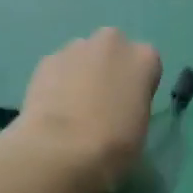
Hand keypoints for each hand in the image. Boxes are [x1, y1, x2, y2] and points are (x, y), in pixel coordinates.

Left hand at [15, 29, 161, 192]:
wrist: (61, 149)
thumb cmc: (114, 144)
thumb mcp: (141, 127)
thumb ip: (134, 104)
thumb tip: (118, 105)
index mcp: (144, 57)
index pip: (147, 65)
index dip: (137, 86)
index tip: (129, 107)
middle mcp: (112, 42)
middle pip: (113, 51)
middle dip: (108, 69)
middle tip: (101, 103)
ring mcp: (75, 47)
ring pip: (83, 57)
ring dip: (81, 74)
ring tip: (73, 109)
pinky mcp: (46, 60)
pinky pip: (58, 69)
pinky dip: (57, 82)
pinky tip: (53, 110)